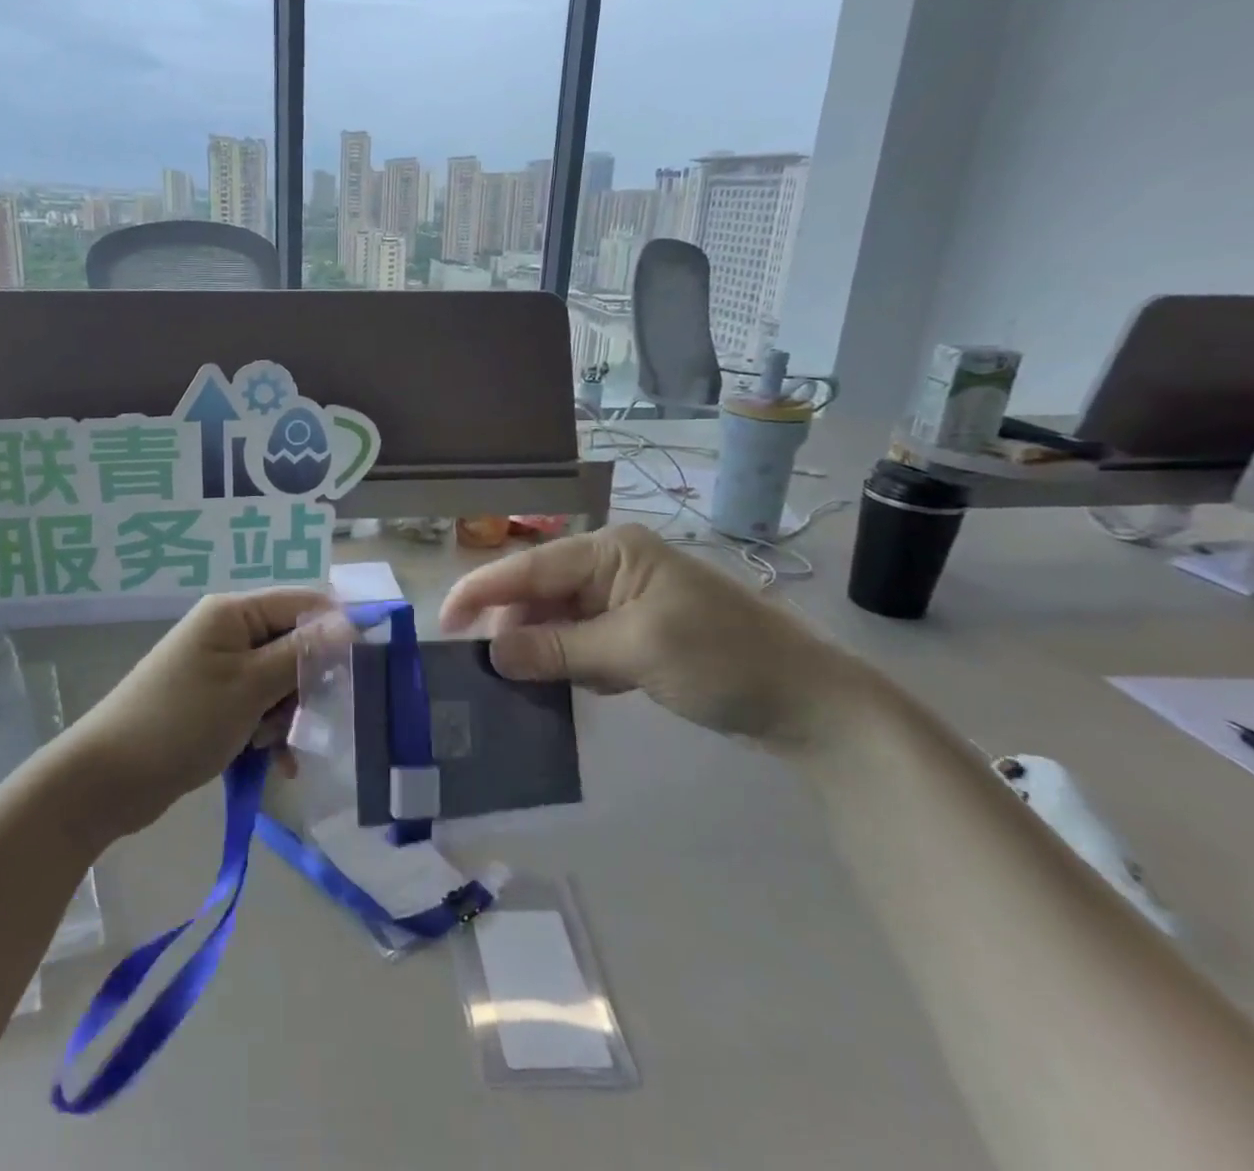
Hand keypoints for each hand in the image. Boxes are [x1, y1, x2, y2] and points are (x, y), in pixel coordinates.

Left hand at [61, 588, 330, 836]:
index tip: (364, 666)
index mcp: (233, 613)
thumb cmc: (183, 721)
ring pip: (279, 682)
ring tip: (273, 746)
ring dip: (286, 715)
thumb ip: (302, 652)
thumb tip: (349, 622)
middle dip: (305, 685)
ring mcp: (219, 668)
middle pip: (293, 644)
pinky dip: (268, 732)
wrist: (109, 778)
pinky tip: (274, 764)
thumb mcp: (249, 686)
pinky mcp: (214, 702)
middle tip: (305, 719)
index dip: (336, 629)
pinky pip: (258, 707)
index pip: (302, 602)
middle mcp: (228, 632)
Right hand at [438, 524, 870, 748]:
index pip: (530, 567)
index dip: (482, 593)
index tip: (443, 624)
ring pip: (559, 620)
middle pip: (540, 593)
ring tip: (525, 684)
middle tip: (488, 670)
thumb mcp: (633, 651)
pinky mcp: (638, 632)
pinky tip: (580, 688)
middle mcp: (613, 566)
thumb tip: (492, 655)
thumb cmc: (722, 659)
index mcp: (611, 551)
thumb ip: (558, 649)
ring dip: (543, 650)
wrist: (810, 702)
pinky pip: (584, 642)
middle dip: (514, 628)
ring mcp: (627, 599)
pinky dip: (573, 664)